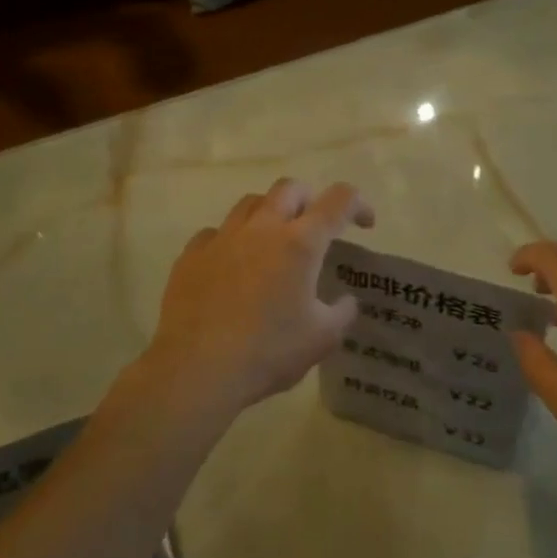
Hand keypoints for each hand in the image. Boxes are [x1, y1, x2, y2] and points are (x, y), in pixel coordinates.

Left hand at [142, 179, 374, 415]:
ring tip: (274, 242)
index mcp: (301, 243)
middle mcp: (262, 228)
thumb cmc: (268, 352)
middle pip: (290, 188)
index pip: (339, 200)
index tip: (365, 224)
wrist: (197, 369)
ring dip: (270, 213)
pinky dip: (232, 241)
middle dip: (310, 199)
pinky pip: (216, 232)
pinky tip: (233, 265)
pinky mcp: (191, 255)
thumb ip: (342, 313)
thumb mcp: (323, 339)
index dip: (359, 204)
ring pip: (250, 203)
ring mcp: (222, 238)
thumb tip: (345, 300)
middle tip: (315, 227)